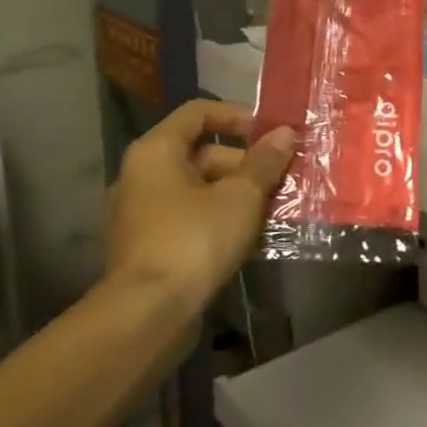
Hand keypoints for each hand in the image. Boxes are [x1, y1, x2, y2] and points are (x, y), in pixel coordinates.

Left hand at [104, 99, 295, 315]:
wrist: (148, 314)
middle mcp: (142, 175)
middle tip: (282, 177)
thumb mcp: (241, 196)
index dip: (238, 115)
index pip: (198, 112)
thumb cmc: (195, 239)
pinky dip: (219, 217)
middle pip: (201, 152)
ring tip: (274, 208)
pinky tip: (250, 235)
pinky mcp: (148, 245)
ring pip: (198, 188)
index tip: (270, 133)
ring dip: (237, 193)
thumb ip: (265, 162)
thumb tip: (285, 133)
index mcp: (156, 151)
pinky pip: (190, 216)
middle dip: (245, 162)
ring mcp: (141, 213)